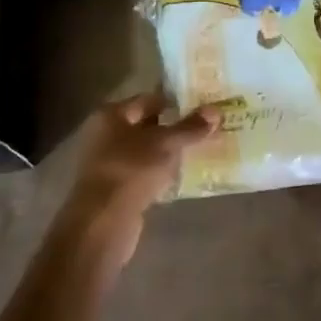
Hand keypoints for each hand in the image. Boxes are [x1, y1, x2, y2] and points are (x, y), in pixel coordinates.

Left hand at [60, 93, 215, 228]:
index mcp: (111, 115)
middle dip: (174, 127)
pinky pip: (143, 174)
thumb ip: (190, 127)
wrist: (104, 221)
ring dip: (169, 152)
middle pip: (146, 125)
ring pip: (146, 151)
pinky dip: (161, 173)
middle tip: (207, 128)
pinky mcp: (116, 189)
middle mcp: (105, 135)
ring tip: (200, 150)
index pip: (148, 100)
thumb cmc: (132, 170)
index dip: (175, 101)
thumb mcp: (166, 144)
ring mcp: (109, 163)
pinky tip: (182, 177)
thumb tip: (215, 111)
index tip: (202, 105)